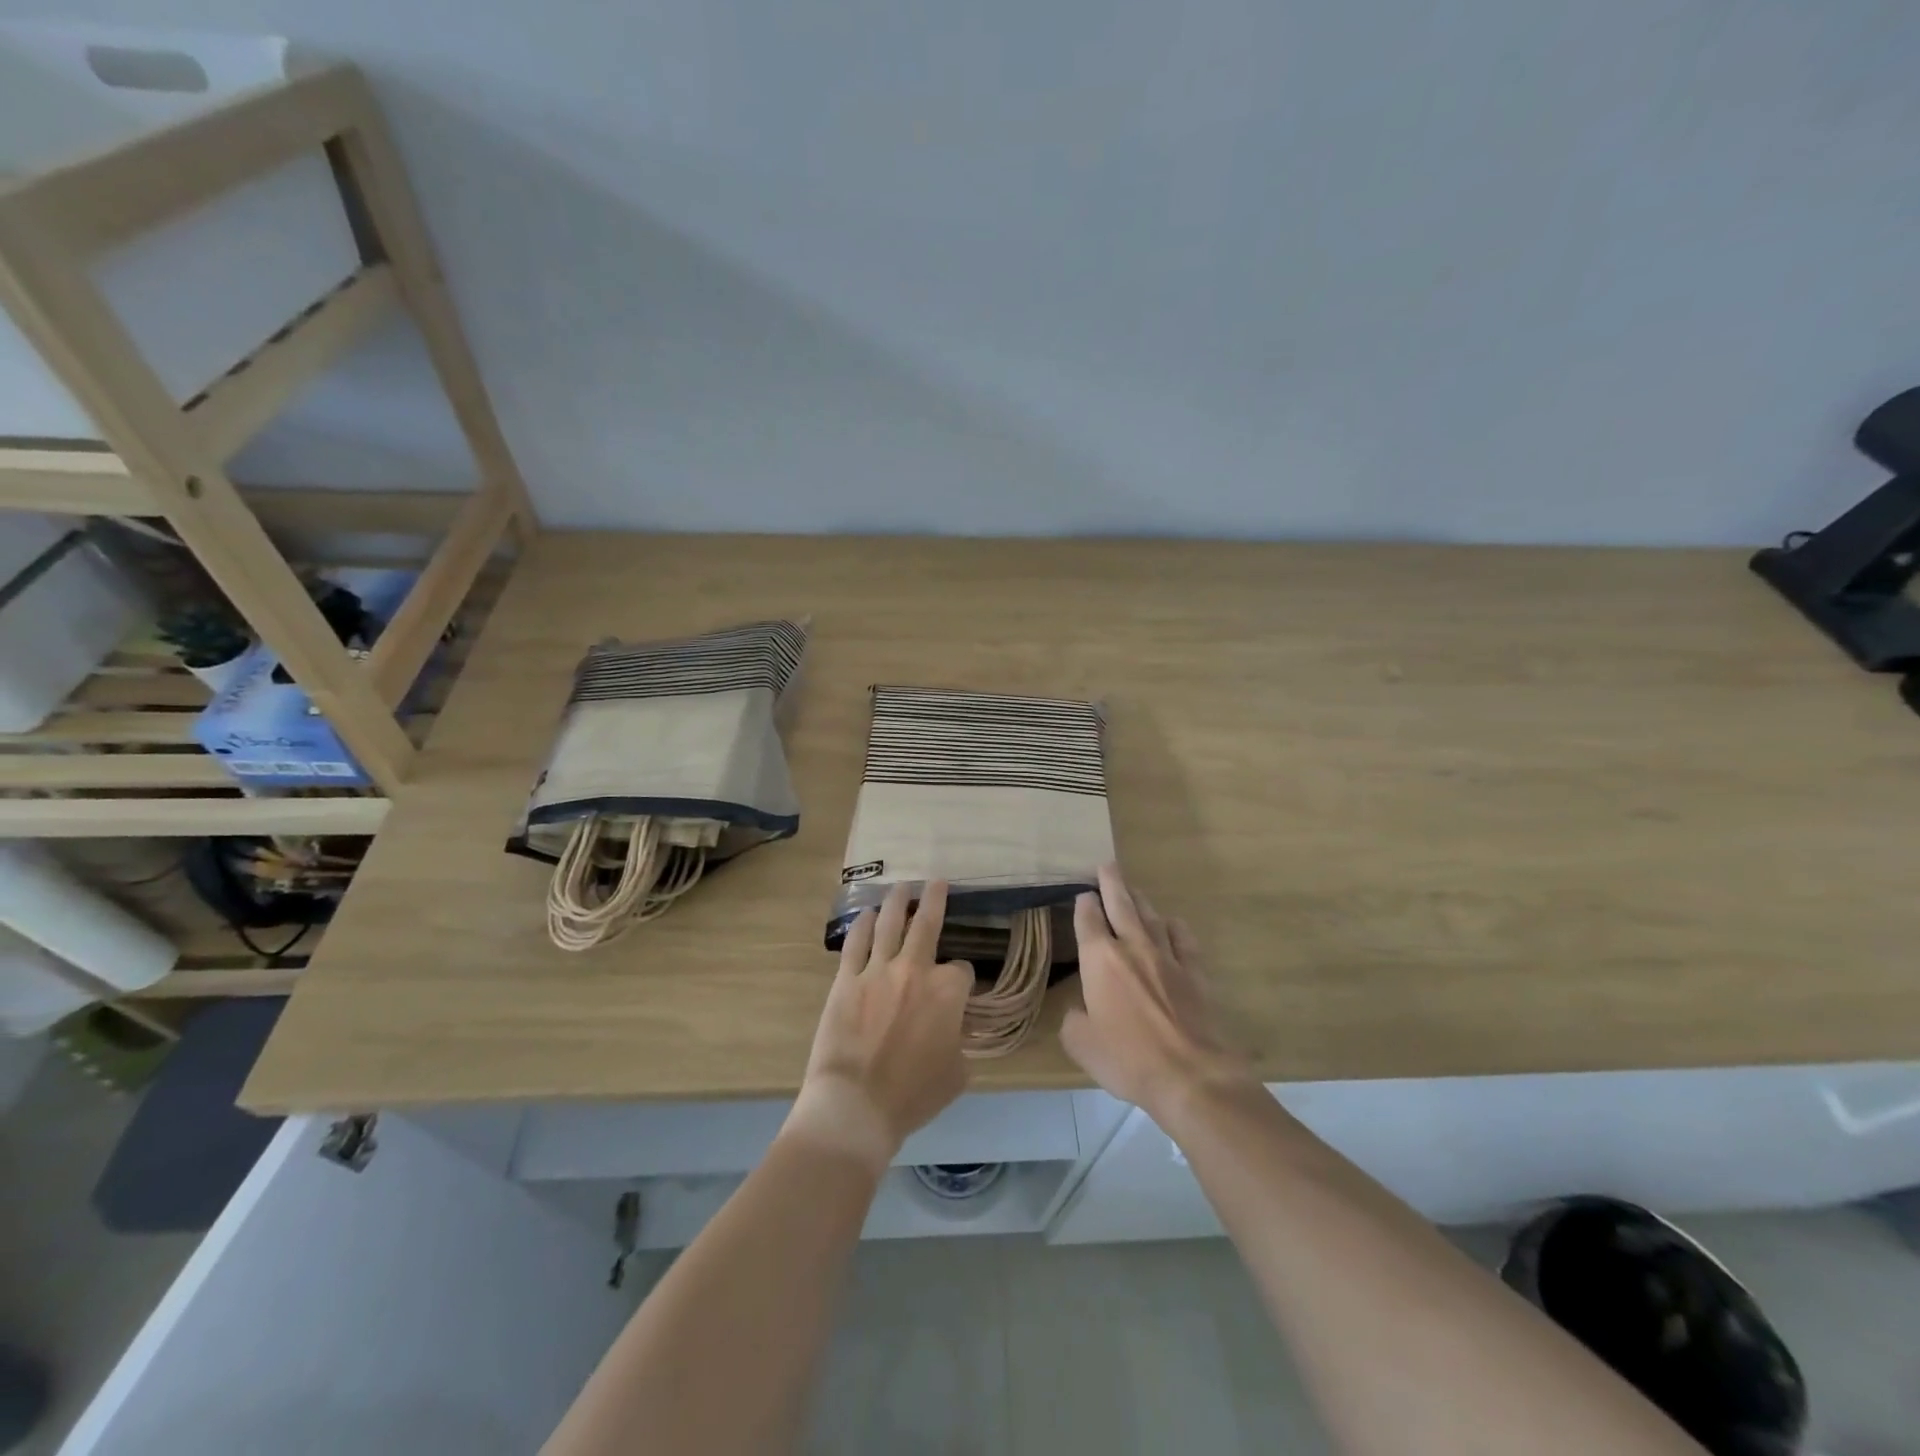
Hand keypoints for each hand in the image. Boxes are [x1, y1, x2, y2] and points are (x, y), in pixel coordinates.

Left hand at [784, 881, 974, 1172]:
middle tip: (937, 881)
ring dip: (898, 901)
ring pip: (891, 924)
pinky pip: (856, 943)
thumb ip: (960, 1042)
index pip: (961, 969)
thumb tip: (952, 1031)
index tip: (958, 987)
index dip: (962, 977)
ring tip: (902, 886)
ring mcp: (877, 971)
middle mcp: (915, 970)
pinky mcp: (846, 980)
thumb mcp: (957, 1075)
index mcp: (947, 993)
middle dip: (935, 899)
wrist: (856, 1105)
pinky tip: (868, 914)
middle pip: (928, 924)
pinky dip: (863, 925)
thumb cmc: (912, 1096)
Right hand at [1062, 864, 1251, 1119]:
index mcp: (1099, 959)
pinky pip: (1183, 938)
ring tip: (1133, 890)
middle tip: (1107, 865)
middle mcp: (1132, 947)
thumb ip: (1074, 1020)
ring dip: (1140, 901)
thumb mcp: (1081, 1044)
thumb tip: (1080, 1010)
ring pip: (1151, 916)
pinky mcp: (1194, 971)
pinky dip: (1174, 927)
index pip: (1088, 919)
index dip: (1084, 903)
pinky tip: (1172, 923)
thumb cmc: (1127, 1058)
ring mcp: (1167, 956)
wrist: (1190, 1075)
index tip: (1082, 894)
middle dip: (1112, 882)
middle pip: (1121, 903)